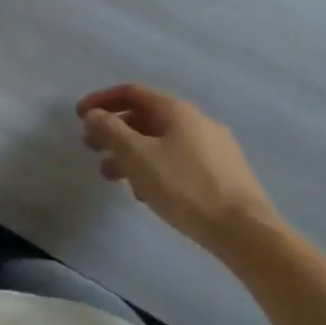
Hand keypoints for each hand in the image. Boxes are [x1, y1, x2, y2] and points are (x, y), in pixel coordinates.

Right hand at [77, 84, 281, 261]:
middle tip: (92, 147)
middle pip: (145, 117)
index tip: (79, 116)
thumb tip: (94, 115)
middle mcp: (197, 122)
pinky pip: (177, 160)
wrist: (246, 232)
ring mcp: (214, 148)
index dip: (101, 100)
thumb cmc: (185, 187)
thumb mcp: (137, 156)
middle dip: (114, 130)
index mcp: (177, 111)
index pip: (132, 92)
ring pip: (161, 141)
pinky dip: (153, 167)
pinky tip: (144, 192)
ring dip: (130, 152)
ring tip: (111, 176)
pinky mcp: (222, 174)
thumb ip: (110, 131)